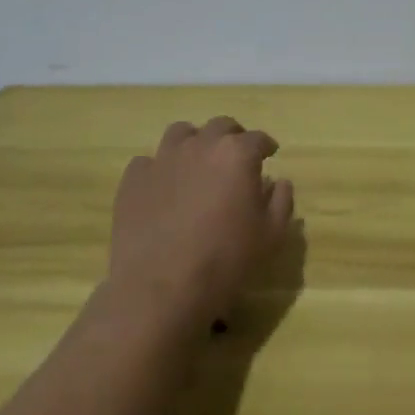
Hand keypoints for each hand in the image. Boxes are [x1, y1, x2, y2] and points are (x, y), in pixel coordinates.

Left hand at [108, 116, 295, 327]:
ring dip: (194, 142)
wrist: (160, 288)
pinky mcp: (134, 179)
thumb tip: (279, 182)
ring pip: (181, 133)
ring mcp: (163, 159)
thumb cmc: (225, 260)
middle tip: (235, 157)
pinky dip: (159, 169)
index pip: (258, 139)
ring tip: (196, 163)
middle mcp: (201, 145)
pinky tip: (163, 188)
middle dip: (232, 137)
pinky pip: (148, 162)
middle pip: (221, 126)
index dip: (266, 146)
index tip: (269, 154)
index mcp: (237, 154)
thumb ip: (281, 201)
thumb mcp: (270, 236)